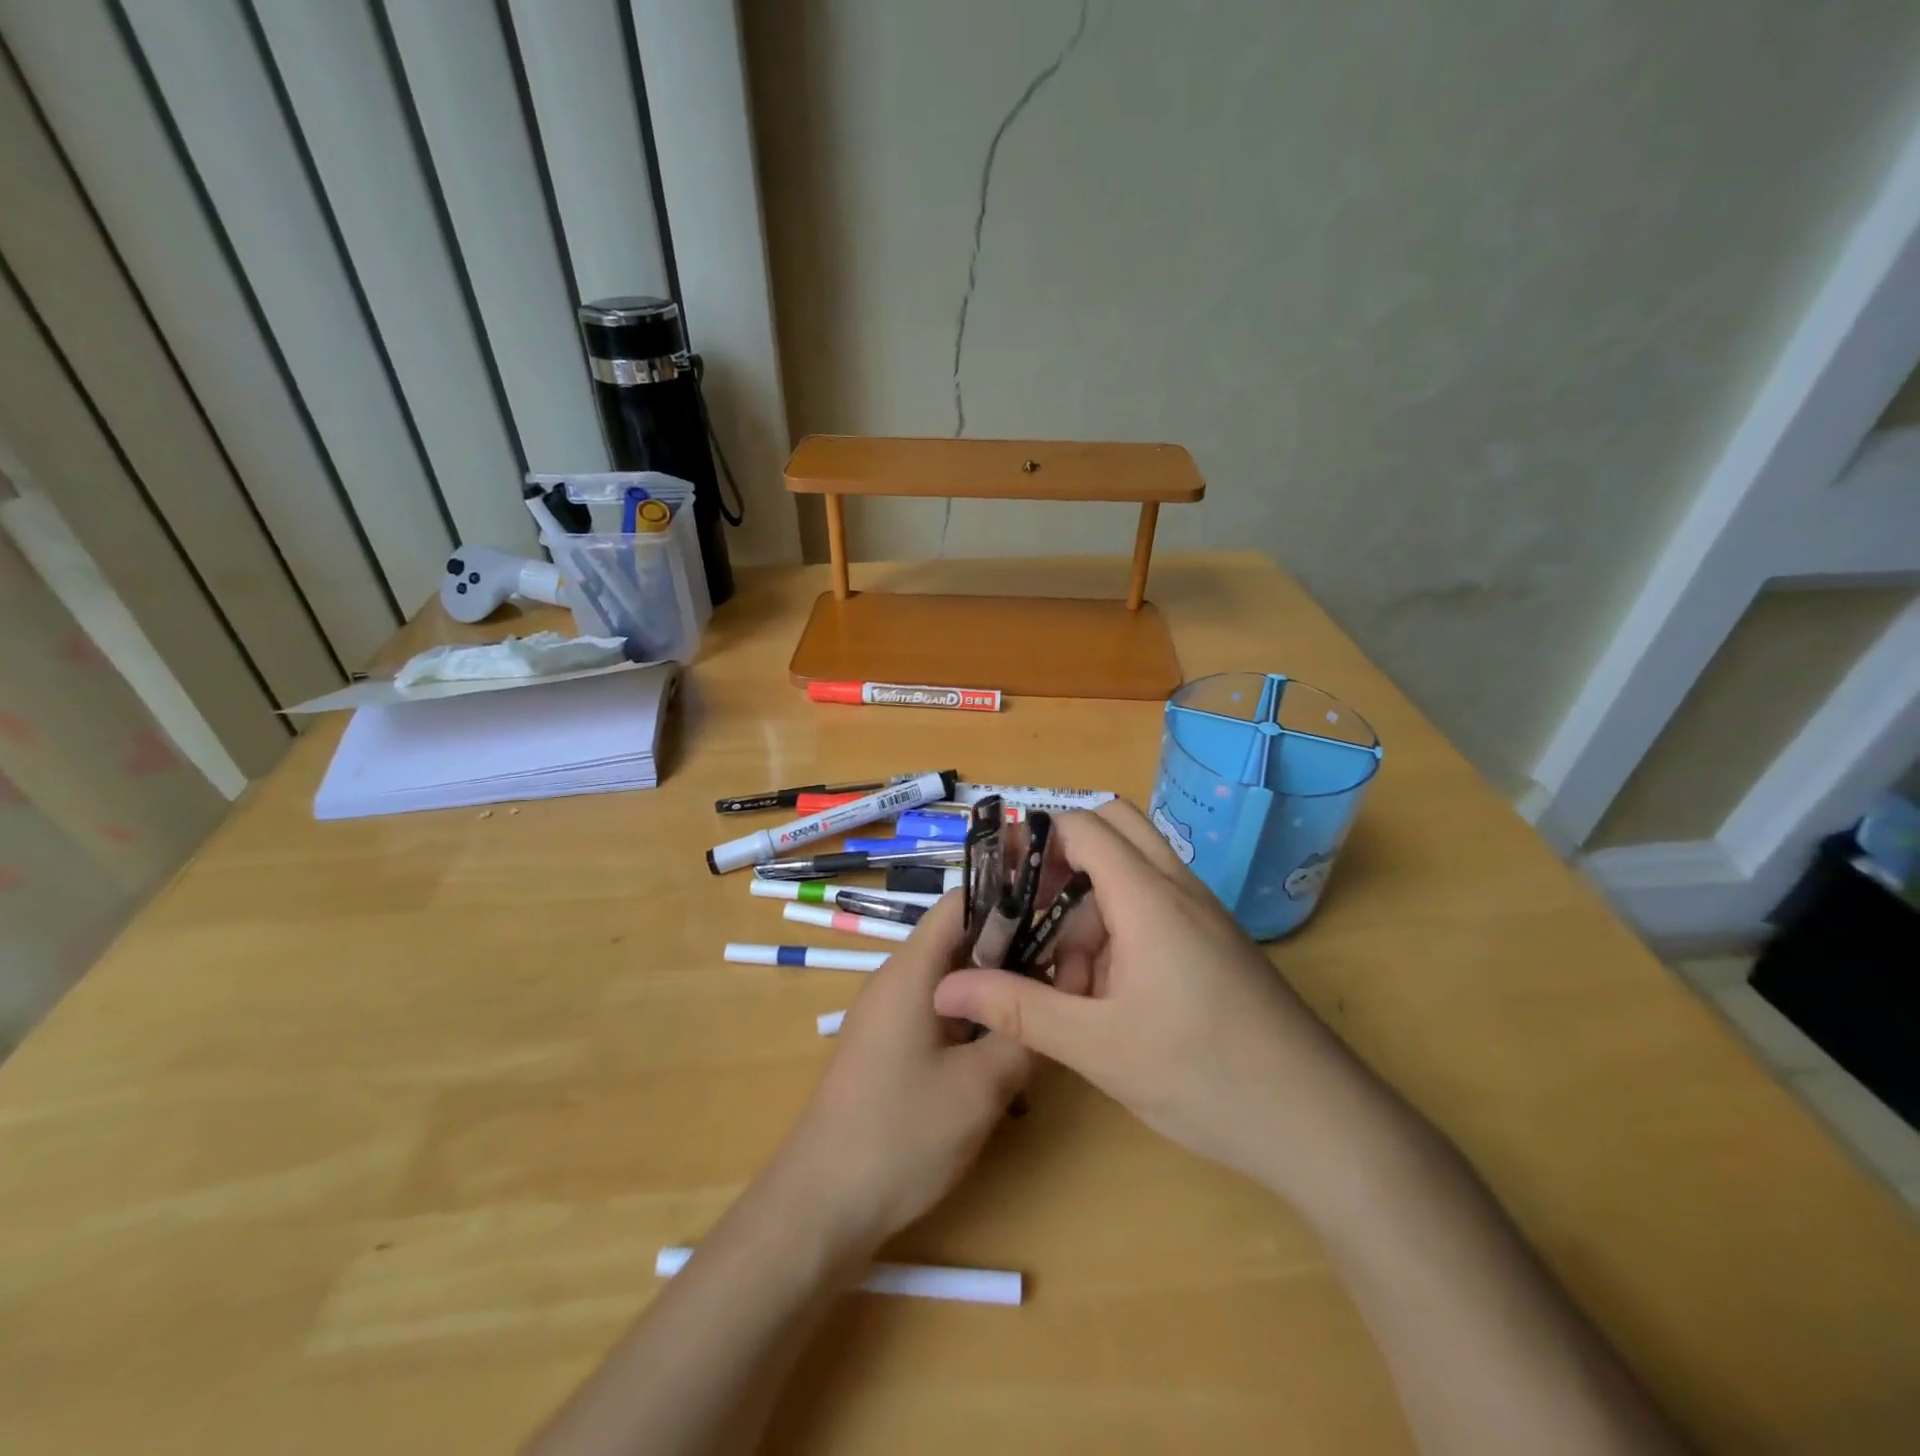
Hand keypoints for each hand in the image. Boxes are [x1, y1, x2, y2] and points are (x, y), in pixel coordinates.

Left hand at [768, 892, 1031, 1256]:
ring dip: (994, 989)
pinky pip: (938, 1010)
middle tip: (1064, 970)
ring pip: (952, 978)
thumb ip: (1023, 1034)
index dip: (1009, 897)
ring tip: (1042, 1010)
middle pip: (960, 939)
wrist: (820, 1206)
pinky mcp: (888, 1045)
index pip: (960, 902)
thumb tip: (1060, 990)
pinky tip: (1003, 1051)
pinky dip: (973, 1018)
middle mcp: (896, 979)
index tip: (1057, 912)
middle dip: (1012, 948)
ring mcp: (889, 1013)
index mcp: (911, 971)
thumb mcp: (980, 1087)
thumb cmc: (900, 1136)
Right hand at [933, 801, 1385, 1201]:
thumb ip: (1019, 1008)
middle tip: (1029, 909)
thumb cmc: (1204, 1075)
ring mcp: (1201, 917)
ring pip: (1134, 873)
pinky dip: (1119, 929)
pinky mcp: (1214, 946)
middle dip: (1065, 857)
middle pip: (1115, 828)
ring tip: (1062, 974)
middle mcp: (1178, 890)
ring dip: (1091, 902)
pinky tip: (1105, 996)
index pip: (1084, 826)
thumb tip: (945, 986)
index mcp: (1148, 896)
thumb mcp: (1098, 1046)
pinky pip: (1155, 909)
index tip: (998, 879)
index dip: (1036, 839)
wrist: (1321, 1125)